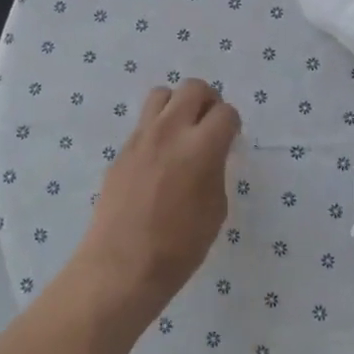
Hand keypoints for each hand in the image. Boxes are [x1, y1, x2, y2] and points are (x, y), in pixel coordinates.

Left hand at [75, 80, 240, 319]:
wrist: (121, 266)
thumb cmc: (178, 247)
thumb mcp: (215, 209)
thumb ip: (215, 171)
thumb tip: (209, 156)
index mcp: (200, 147)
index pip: (225, 112)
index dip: (232, 124)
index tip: (231, 139)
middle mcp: (170, 131)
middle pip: (193, 88)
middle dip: (208, 101)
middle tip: (210, 125)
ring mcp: (141, 137)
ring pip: (162, 94)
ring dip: (178, 105)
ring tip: (182, 132)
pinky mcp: (121, 150)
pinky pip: (143, 123)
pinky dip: (157, 129)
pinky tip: (159, 159)